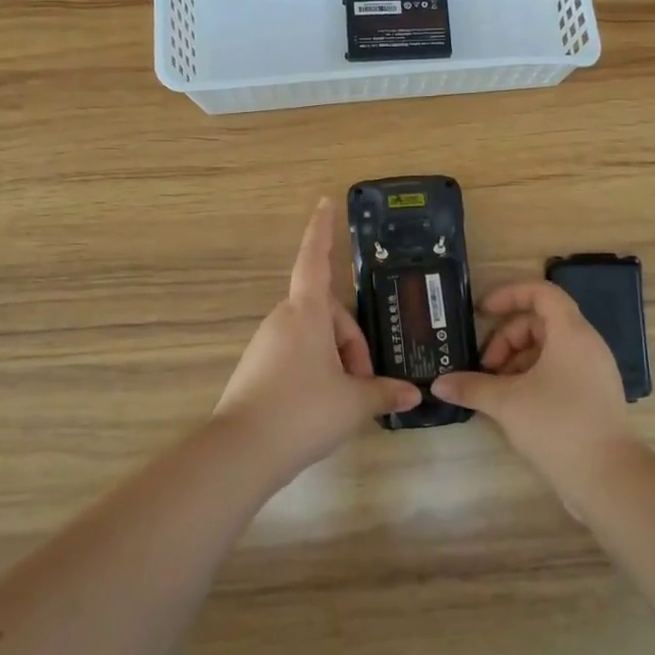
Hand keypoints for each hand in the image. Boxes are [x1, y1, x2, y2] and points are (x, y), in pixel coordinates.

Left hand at [214, 199, 420, 483]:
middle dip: (353, 341)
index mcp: (306, 313)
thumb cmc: (303, 411)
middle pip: (328, 313)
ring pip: (314, 337)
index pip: (316, 259)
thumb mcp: (353, 402)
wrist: (242, 452)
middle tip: (367, 380)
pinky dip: (317, 370)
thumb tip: (412, 393)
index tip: (325, 202)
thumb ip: (384, 392)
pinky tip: (325, 406)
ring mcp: (267, 344)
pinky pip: (297, 355)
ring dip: (337, 359)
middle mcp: (283, 320)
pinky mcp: (258, 369)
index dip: (322, 230)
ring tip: (349, 399)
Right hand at [433, 282, 642, 509]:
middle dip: (507, 338)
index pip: (541, 292)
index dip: (509, 294)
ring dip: (517, 360)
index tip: (482, 312)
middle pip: (540, 322)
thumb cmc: (558, 425)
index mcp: (570, 333)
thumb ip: (471, 387)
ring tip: (496, 389)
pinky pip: (559, 369)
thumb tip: (439, 384)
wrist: (610, 478)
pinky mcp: (594, 395)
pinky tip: (515, 405)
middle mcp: (586, 344)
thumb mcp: (507, 403)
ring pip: (548, 348)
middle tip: (486, 367)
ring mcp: (593, 371)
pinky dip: (533, 376)